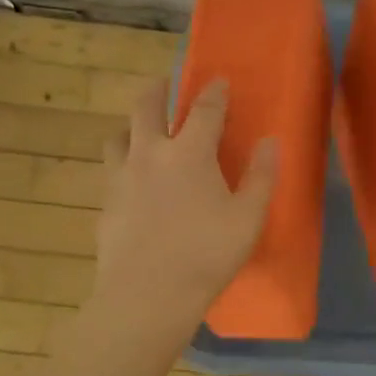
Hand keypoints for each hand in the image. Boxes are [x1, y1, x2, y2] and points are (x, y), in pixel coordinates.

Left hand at [91, 77, 277, 339]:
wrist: (147, 295)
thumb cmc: (206, 255)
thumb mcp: (248, 218)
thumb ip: (261, 177)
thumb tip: (270, 143)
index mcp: (189, 153)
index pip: (204, 110)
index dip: (214, 92)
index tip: (218, 80)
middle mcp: (150, 154)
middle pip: (146, 107)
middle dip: (157, 89)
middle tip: (164, 84)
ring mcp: (121, 178)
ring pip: (118, 136)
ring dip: (131, 126)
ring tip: (141, 133)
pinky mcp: (105, 204)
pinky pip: (111, 172)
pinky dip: (123, 166)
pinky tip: (133, 184)